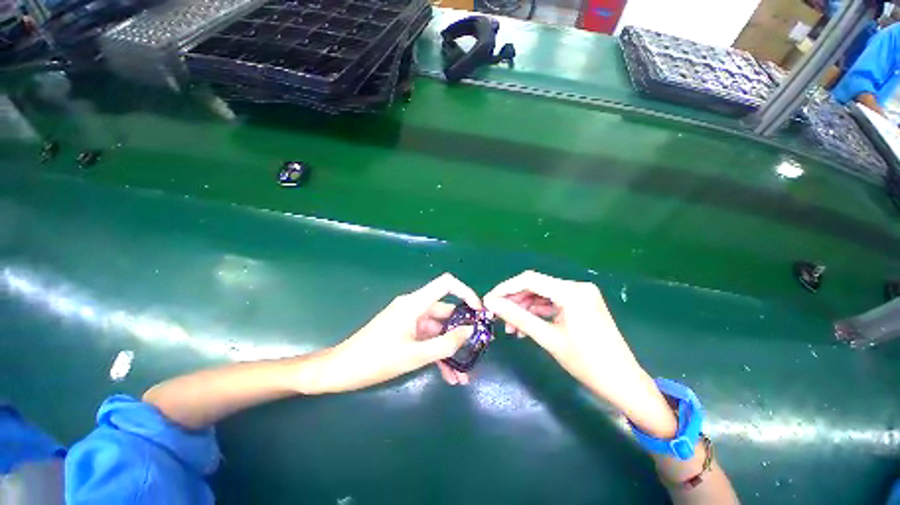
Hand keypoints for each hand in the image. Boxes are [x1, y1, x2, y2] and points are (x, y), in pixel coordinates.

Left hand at [307, 273, 480, 393]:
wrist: (340, 370)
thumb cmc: (375, 360)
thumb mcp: (414, 355)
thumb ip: (445, 344)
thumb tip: (470, 331)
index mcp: (415, 304)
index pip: (446, 284)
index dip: (466, 293)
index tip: (479, 312)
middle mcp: (414, 307)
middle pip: (446, 312)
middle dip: (461, 334)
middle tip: (476, 352)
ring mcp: (410, 320)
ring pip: (438, 330)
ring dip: (450, 350)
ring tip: (462, 376)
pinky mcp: (405, 332)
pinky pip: (427, 339)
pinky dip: (437, 353)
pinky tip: (448, 375)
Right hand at [484, 271, 675, 436]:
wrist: (623, 383)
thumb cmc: (587, 363)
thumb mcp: (548, 338)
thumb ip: (517, 317)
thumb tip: (491, 303)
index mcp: (572, 292)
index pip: (529, 280)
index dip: (505, 288)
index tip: (488, 301)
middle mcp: (577, 287)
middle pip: (535, 286)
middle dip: (514, 300)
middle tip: (498, 317)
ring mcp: (580, 295)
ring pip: (542, 294)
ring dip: (524, 308)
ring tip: (511, 327)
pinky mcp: (581, 304)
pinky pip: (552, 302)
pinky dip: (537, 312)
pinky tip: (526, 326)